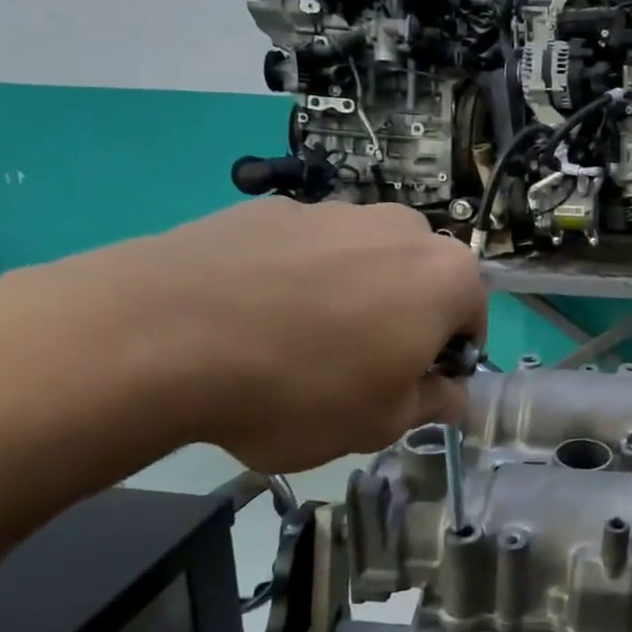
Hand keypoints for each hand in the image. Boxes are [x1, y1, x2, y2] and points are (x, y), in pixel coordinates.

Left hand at [0, 199, 486, 473]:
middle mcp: (401, 228)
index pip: (473, 318)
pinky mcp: (268, 208)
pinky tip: (252, 318)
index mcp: (446, 276)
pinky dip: (296, 279)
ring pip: (364, 260)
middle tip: (360, 368)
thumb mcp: (380, 423)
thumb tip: (454, 398)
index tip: (412, 389)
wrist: (158, 336)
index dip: (448, 360)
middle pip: (421, 279)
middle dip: (405, 319)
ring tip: (297, 344)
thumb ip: (432, 405)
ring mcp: (332, 210)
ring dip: (353, 295)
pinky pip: (304, 250)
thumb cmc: (300, 389)